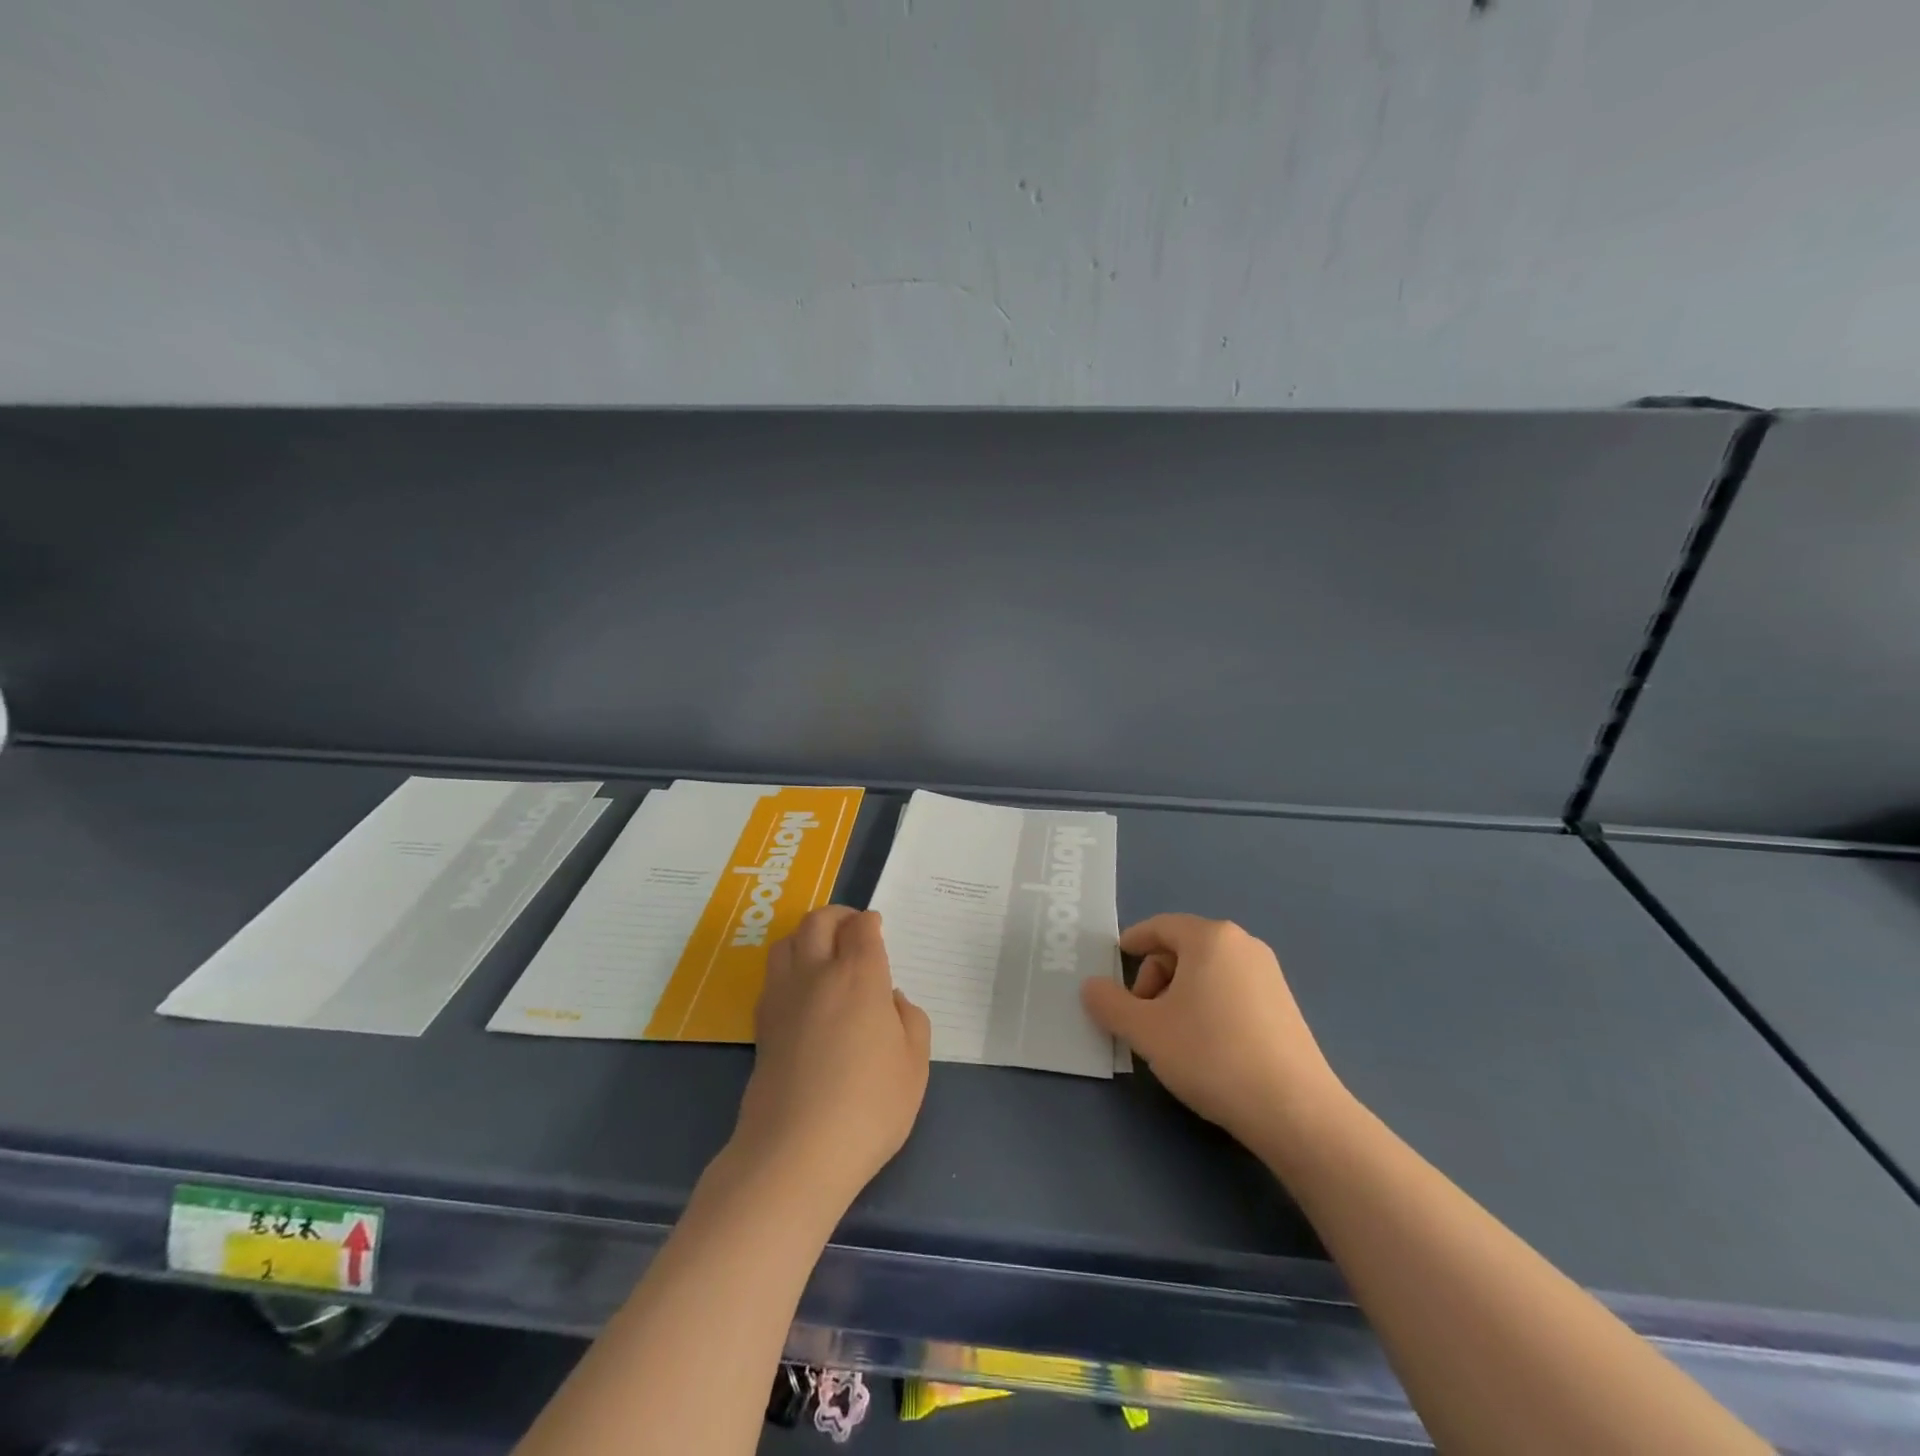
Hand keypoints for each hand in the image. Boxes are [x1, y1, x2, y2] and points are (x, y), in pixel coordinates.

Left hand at [731, 907, 931, 1211]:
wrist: (795, 1152)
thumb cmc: (868, 1107)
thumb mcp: (914, 1066)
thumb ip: (910, 1021)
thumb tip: (889, 1000)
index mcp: (859, 976)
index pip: (861, 928)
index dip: (870, 922)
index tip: (876, 928)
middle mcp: (816, 974)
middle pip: (818, 922)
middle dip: (837, 916)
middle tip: (852, 928)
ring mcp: (783, 997)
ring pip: (786, 941)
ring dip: (806, 934)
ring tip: (823, 950)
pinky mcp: (762, 1024)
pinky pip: (773, 974)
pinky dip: (788, 965)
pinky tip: (802, 989)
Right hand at [1082, 914, 1349, 1159]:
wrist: (1295, 1110)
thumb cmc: (1211, 1055)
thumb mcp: (1145, 1030)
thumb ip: (1109, 1004)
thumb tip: (1091, 987)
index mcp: (1210, 938)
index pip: (1160, 927)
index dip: (1133, 942)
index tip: (1115, 963)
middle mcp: (1243, 945)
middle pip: (1183, 948)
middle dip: (1155, 976)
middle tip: (1142, 1016)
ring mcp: (1269, 975)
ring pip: (1207, 971)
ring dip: (1180, 994)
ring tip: (1171, 1036)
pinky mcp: (1285, 1005)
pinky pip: (1232, 990)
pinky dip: (1208, 1005)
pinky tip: (1206, 1046)